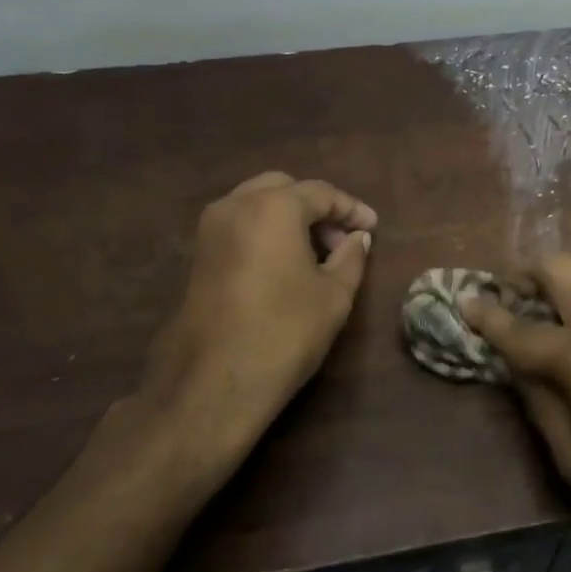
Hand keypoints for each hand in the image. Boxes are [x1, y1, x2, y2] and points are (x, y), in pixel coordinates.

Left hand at [102, 172, 376, 496]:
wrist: (215, 383)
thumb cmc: (284, 332)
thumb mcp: (334, 295)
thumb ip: (351, 257)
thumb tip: (357, 238)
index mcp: (273, 206)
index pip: (321, 193)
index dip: (351, 209)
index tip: (372, 229)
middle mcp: (236, 205)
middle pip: (285, 188)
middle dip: (317, 208)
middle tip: (342, 239)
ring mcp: (210, 228)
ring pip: (258, 204)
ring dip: (290, 217)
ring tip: (317, 253)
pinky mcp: (198, 254)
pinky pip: (240, 224)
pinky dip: (266, 231)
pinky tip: (286, 263)